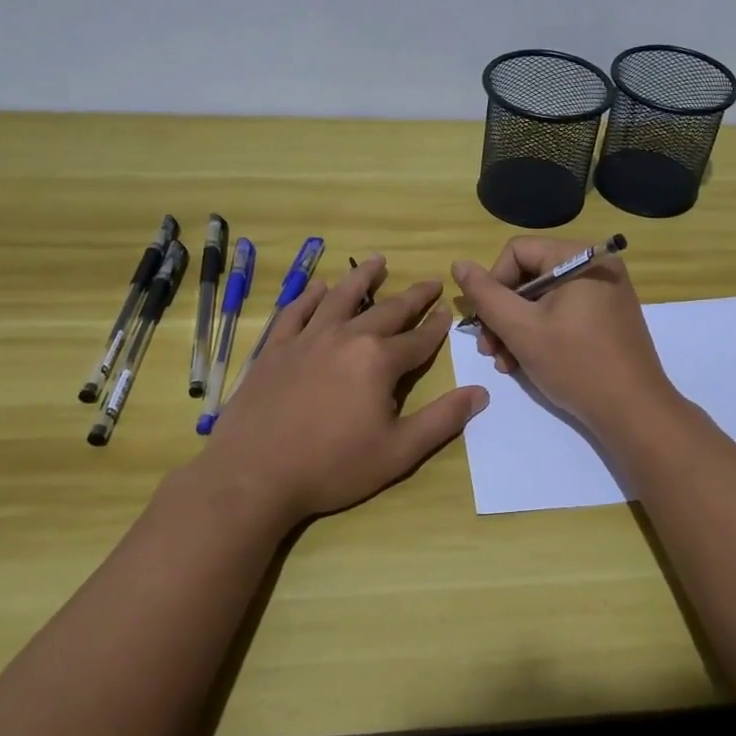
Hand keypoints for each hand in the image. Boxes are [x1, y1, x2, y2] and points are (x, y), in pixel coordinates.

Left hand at [205, 256, 486, 523]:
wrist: (253, 474)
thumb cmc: (332, 466)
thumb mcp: (398, 452)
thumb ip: (442, 420)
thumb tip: (481, 393)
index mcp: (379, 361)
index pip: (418, 339)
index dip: (437, 327)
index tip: (448, 311)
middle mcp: (346, 338)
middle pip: (387, 311)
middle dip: (413, 296)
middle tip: (430, 282)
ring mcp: (307, 338)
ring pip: (341, 298)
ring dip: (363, 278)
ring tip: (378, 261)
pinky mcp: (276, 348)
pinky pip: (296, 311)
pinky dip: (310, 295)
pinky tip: (318, 286)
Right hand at [452, 237, 678, 437]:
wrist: (634, 412)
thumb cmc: (576, 364)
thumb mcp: (521, 329)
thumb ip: (485, 295)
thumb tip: (459, 264)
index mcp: (580, 256)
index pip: (517, 252)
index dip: (493, 285)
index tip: (486, 323)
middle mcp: (596, 265)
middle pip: (529, 275)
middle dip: (503, 314)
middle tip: (489, 350)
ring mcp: (606, 292)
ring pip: (543, 298)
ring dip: (516, 328)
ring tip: (505, 363)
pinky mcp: (609, 317)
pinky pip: (564, 313)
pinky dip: (541, 334)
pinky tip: (525, 363)